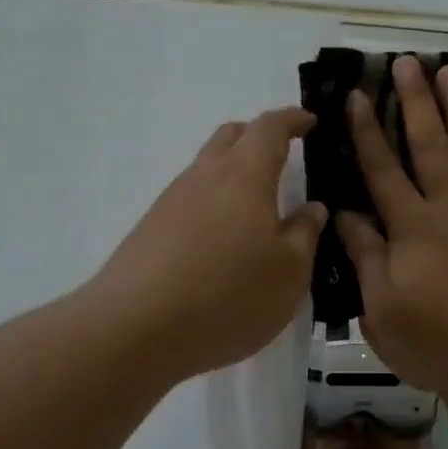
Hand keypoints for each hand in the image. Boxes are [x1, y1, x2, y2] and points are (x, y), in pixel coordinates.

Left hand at [94, 107, 327, 381]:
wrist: (135, 329)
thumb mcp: (289, 273)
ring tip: (256, 209)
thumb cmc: (229, 296)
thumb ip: (305, 234)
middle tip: (283, 157)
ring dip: (234, 174)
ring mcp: (171, 201)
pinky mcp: (150, 229)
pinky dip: (213, 204)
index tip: (309, 122)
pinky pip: (190, 200)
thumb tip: (312, 208)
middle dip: (259, 137)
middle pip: (231, 136)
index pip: (269, 128)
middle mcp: (204, 176)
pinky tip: (222, 242)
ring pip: (207, 168)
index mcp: (245, 175)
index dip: (292, 119)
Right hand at [335, 56, 447, 399]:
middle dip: (415, 101)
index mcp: (413, 227)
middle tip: (407, 60)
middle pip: (429, 144)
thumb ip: (366, 259)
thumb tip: (344, 216)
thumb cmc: (447, 342)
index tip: (356, 94)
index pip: (382, 170)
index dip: (366, 132)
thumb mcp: (385, 313)